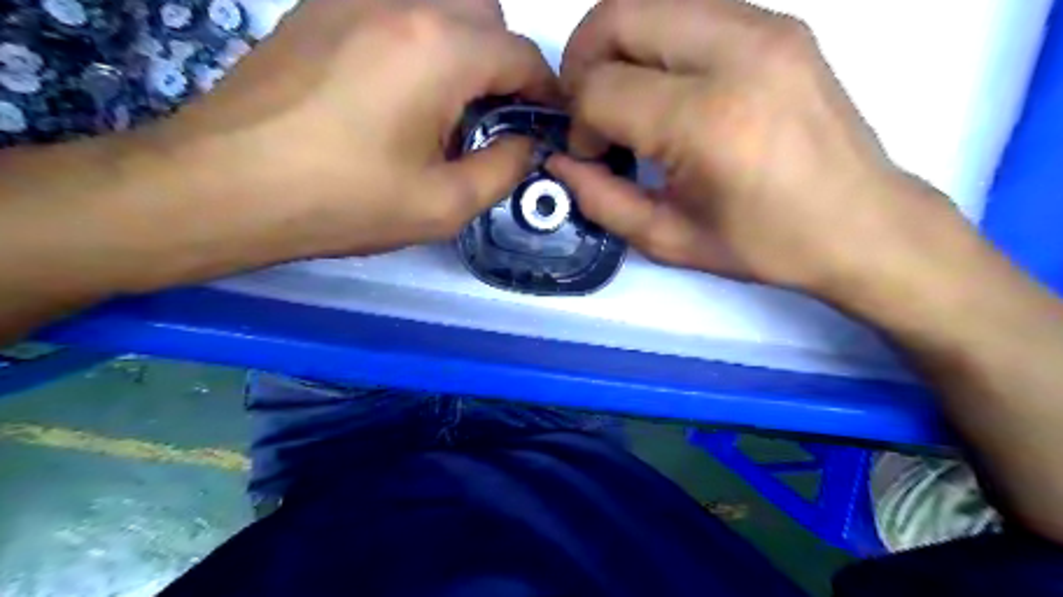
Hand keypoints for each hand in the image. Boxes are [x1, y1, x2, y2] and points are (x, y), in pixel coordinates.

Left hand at [159, 0, 555, 262]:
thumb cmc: (344, 203)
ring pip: (438, 3)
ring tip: (441, 106)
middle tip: (488, 117)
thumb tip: (526, 144)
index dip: (544, 90)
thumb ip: (503, 169)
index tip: (544, 122)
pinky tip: (394, 90)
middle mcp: (401, 2)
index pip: (520, 54)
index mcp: (439, 50)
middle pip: (484, 12)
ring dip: (460, 47)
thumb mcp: (443, 205)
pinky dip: (416, 40)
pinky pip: (392, 7)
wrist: (225, 187)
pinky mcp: (317, 7)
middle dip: (502, 62)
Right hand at [552, 1, 969, 299]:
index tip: (592, 154)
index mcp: (707, 120)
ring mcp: (765, 26)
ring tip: (624, 96)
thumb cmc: (765, 245)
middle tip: (590, 110)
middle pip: (617, 15)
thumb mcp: (670, 239)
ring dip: (618, 44)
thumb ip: (602, 200)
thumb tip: (560, 163)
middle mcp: (736, 53)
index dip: (579, 122)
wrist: (862, 224)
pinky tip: (665, 85)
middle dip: (582, 62)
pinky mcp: (779, 23)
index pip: (601, 88)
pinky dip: (657, 38)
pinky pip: (689, 6)